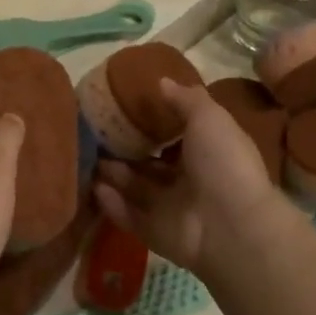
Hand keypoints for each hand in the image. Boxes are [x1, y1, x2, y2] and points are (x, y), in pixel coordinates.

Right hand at [94, 79, 290, 278]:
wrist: (230, 225)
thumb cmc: (223, 163)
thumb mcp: (209, 118)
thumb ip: (185, 99)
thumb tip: (162, 81)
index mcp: (207, 154)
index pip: (177, 138)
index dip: (154, 124)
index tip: (125, 108)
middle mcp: (189, 182)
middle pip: (151, 164)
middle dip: (125, 150)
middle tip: (95, 131)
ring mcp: (171, 210)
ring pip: (135, 189)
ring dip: (112, 174)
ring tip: (85, 154)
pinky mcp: (154, 233)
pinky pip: (127, 216)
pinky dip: (110, 203)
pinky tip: (92, 185)